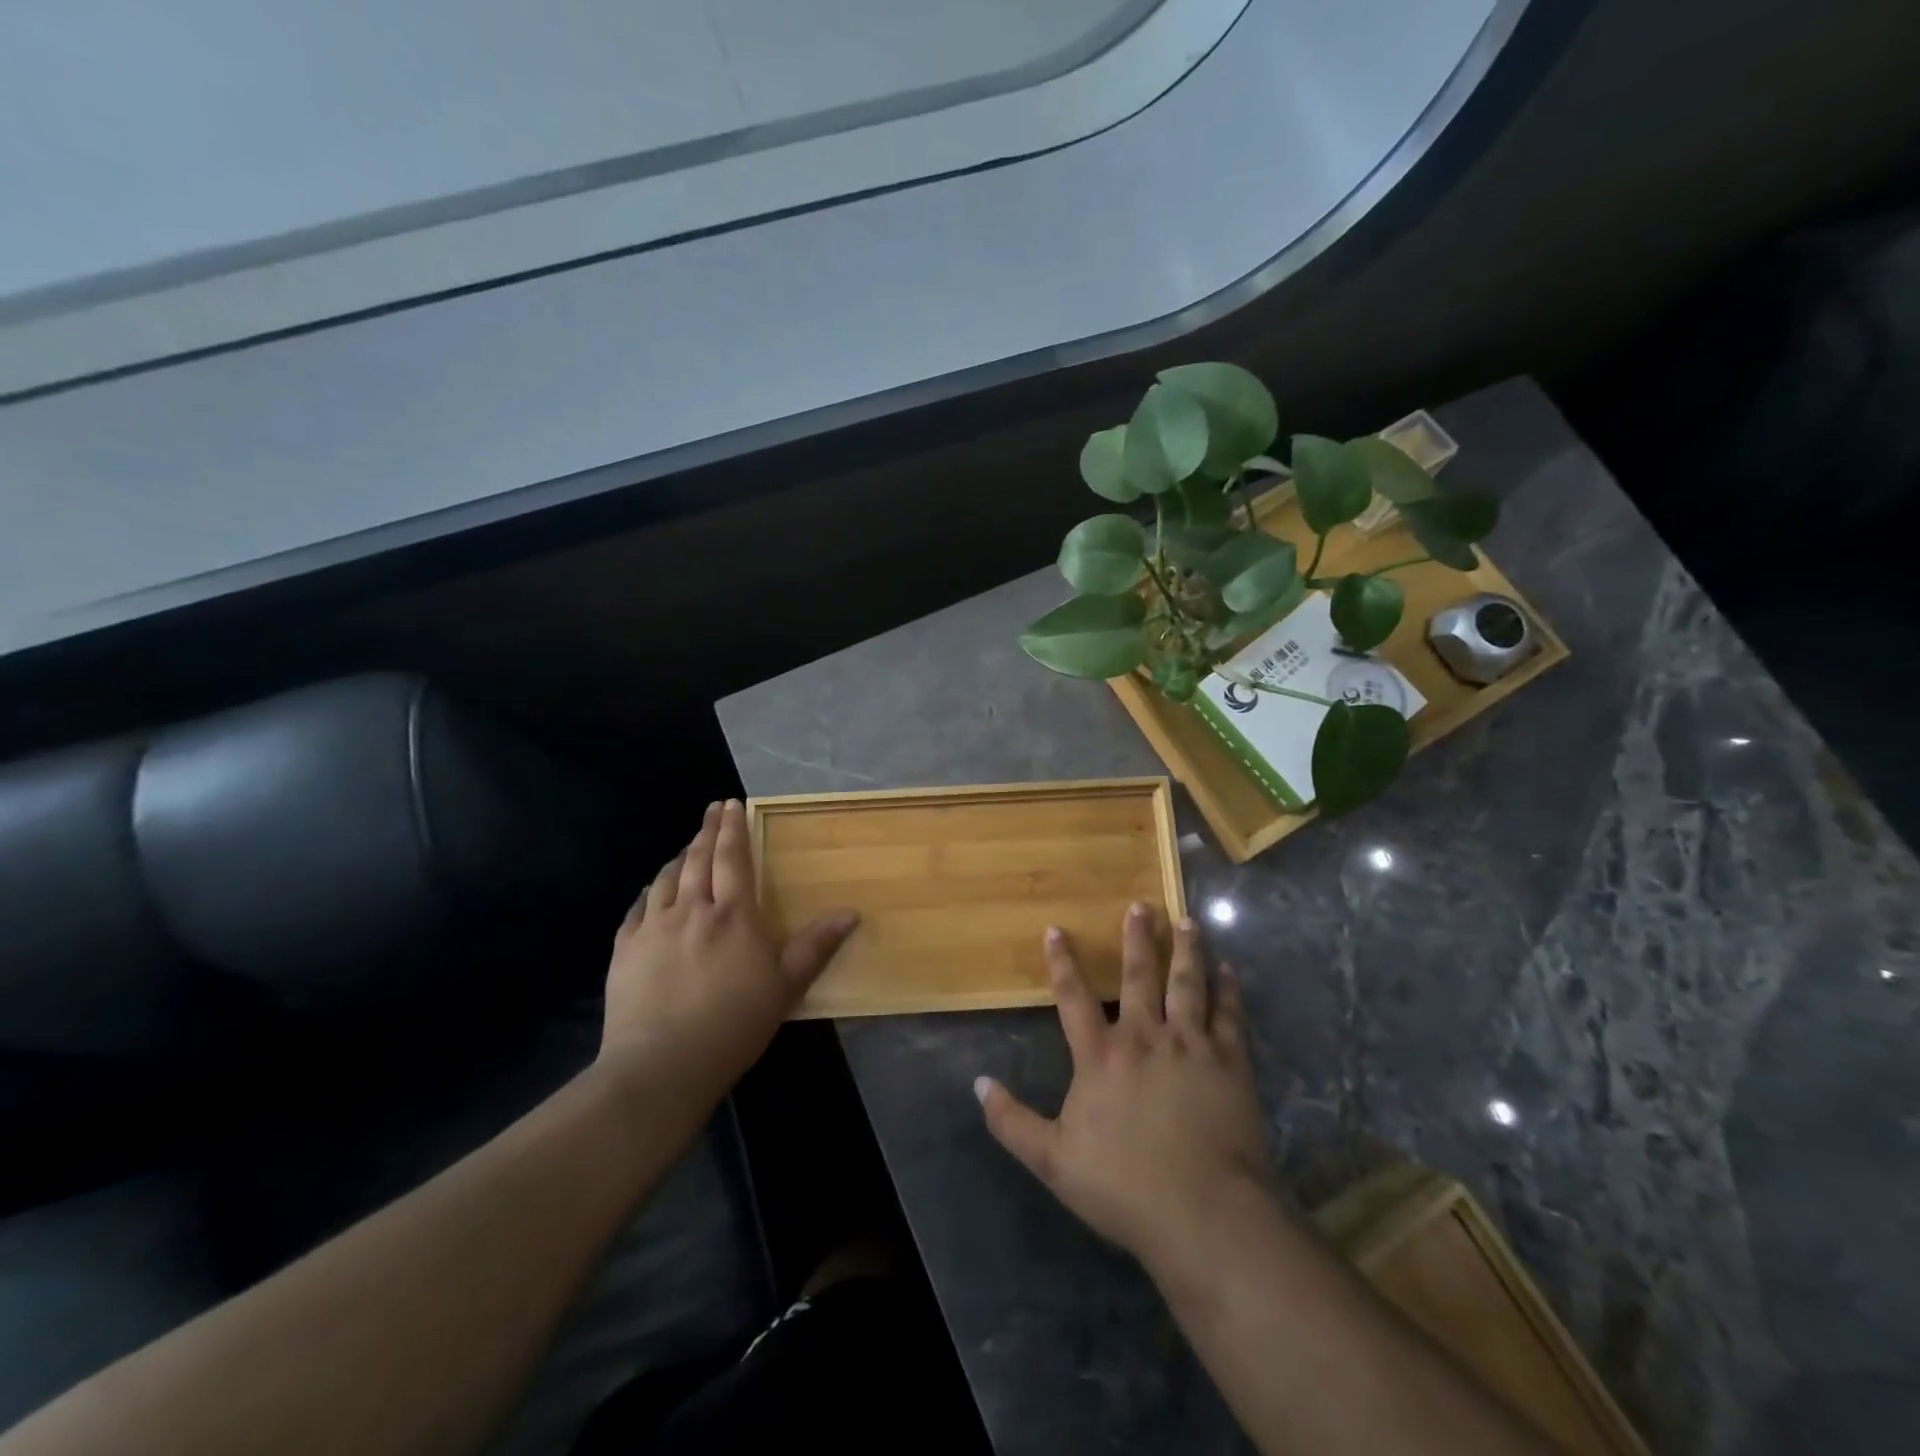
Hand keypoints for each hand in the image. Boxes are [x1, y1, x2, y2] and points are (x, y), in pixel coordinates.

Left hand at [598, 800, 857, 1104]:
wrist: (662, 1064)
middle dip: (706, 830)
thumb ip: (816, 946)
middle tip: (711, 810)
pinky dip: (648, 893)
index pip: (733, 858)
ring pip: (665, 879)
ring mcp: (653, 928)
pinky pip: (637, 909)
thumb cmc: (734, 1023)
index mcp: (733, 914)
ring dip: (678, 858)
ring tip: (687, 848)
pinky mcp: (625, 951)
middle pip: (698, 859)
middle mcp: (691, 909)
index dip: (733, 828)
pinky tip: (651, 893)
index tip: (731, 804)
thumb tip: (851, 913)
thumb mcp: (786, 986)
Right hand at [975, 903, 1274, 1267]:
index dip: (1062, 962)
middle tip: (1141, 904)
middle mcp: (1144, 1037)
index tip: (1056, 928)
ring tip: (1187, 920)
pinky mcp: (1230, 1062)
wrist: (1205, 1213)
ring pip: (1186, 983)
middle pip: (1138, 975)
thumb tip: (977, 1083)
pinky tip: (1230, 970)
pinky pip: (1229, 1015)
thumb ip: (1011, 1121)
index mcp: (1100, 1056)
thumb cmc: (1124, 1187)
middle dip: (1138, 938)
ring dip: (1186, 950)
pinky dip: (1229, 990)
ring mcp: (1190, 1045)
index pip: (1073, 998)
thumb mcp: (1052, 1160)